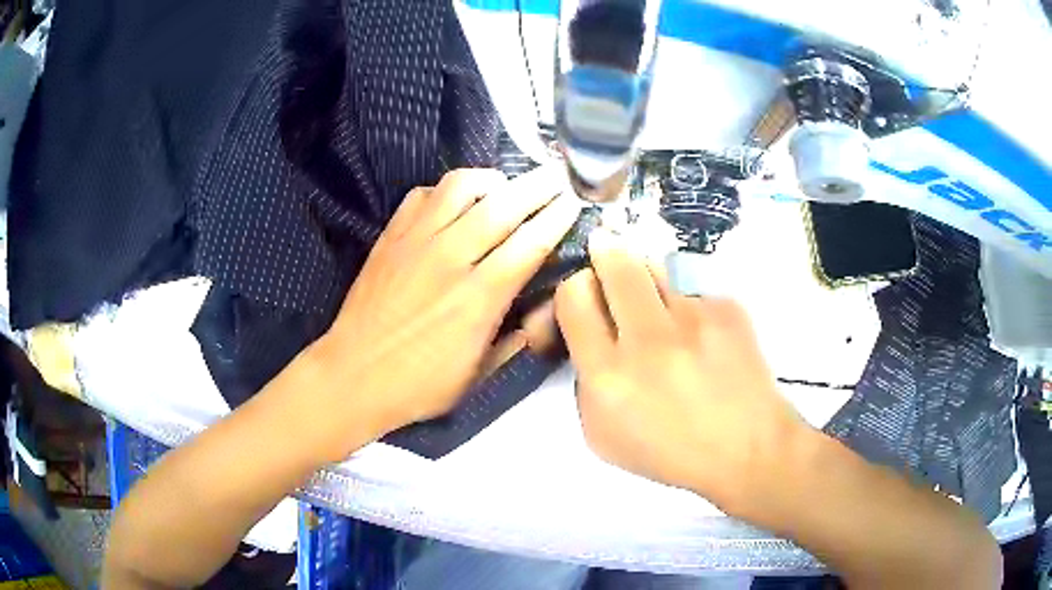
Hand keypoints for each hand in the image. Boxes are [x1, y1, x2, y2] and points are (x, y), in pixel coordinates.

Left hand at [318, 167, 579, 440]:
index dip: (557, 217)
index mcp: (479, 298)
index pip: (530, 243)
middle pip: (504, 205)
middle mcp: (451, 258)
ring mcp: (416, 241)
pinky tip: (454, 202)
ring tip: (504, 185)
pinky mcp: (390, 237)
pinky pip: (422, 194)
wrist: (353, 375)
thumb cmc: (419, 385)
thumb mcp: (479, 376)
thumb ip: (515, 340)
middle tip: (555, 178)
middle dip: (538, 186)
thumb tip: (540, 312)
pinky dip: (446, 190)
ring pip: (461, 187)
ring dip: (491, 179)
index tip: (574, 201)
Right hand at [555, 229, 804, 505]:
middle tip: (607, 257)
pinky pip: (694, 293)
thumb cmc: (670, 453)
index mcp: (609, 377)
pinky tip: (705, 342)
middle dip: (606, 254)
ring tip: (664, 316)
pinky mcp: (727, 310)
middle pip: (615, 264)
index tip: (584, 294)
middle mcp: (648, 340)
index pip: (574, 297)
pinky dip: (689, 310)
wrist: (746, 449)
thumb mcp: (603, 436)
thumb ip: (586, 382)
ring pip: (656, 270)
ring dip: (648, 284)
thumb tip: (593, 335)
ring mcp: (694, 319)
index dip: (574, 289)